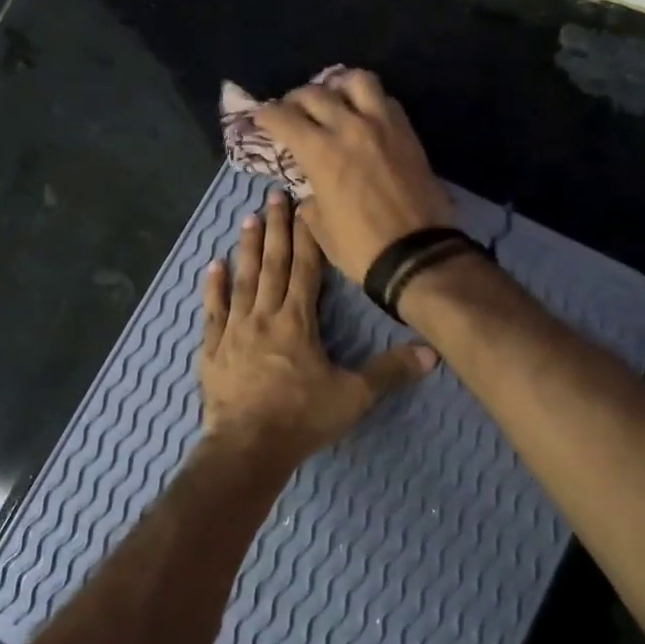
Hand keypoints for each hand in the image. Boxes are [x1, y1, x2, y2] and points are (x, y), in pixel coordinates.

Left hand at [199, 191, 434, 473]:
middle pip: (272, 264)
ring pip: (242, 280)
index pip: (305, 268)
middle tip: (273, 196)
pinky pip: (212, 311)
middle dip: (276, 229)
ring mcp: (234, 330)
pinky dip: (213, 287)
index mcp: (297, 320)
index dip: (307, 236)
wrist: (246, 447)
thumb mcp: (353, 397)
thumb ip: (390, 371)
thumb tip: (432, 352)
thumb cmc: (301, 418)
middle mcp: (264, 315)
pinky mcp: (212, 348)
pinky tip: (213, 265)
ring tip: (248, 219)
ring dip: (247, 248)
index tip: (305, 206)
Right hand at [253, 69, 453, 281]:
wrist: (418, 256)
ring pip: (357, 80)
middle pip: (316, 93)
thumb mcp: (320, 228)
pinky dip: (369, 100)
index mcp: (321, 152)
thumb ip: (310, 198)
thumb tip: (311, 188)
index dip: (265, 114)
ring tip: (333, 96)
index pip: (283, 118)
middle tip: (291, 110)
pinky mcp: (408, 133)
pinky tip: (364, 115)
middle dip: (295, 99)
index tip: (259, 117)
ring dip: (338, 84)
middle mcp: (350, 128)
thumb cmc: (361, 248)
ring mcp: (383, 126)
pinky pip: (386, 100)